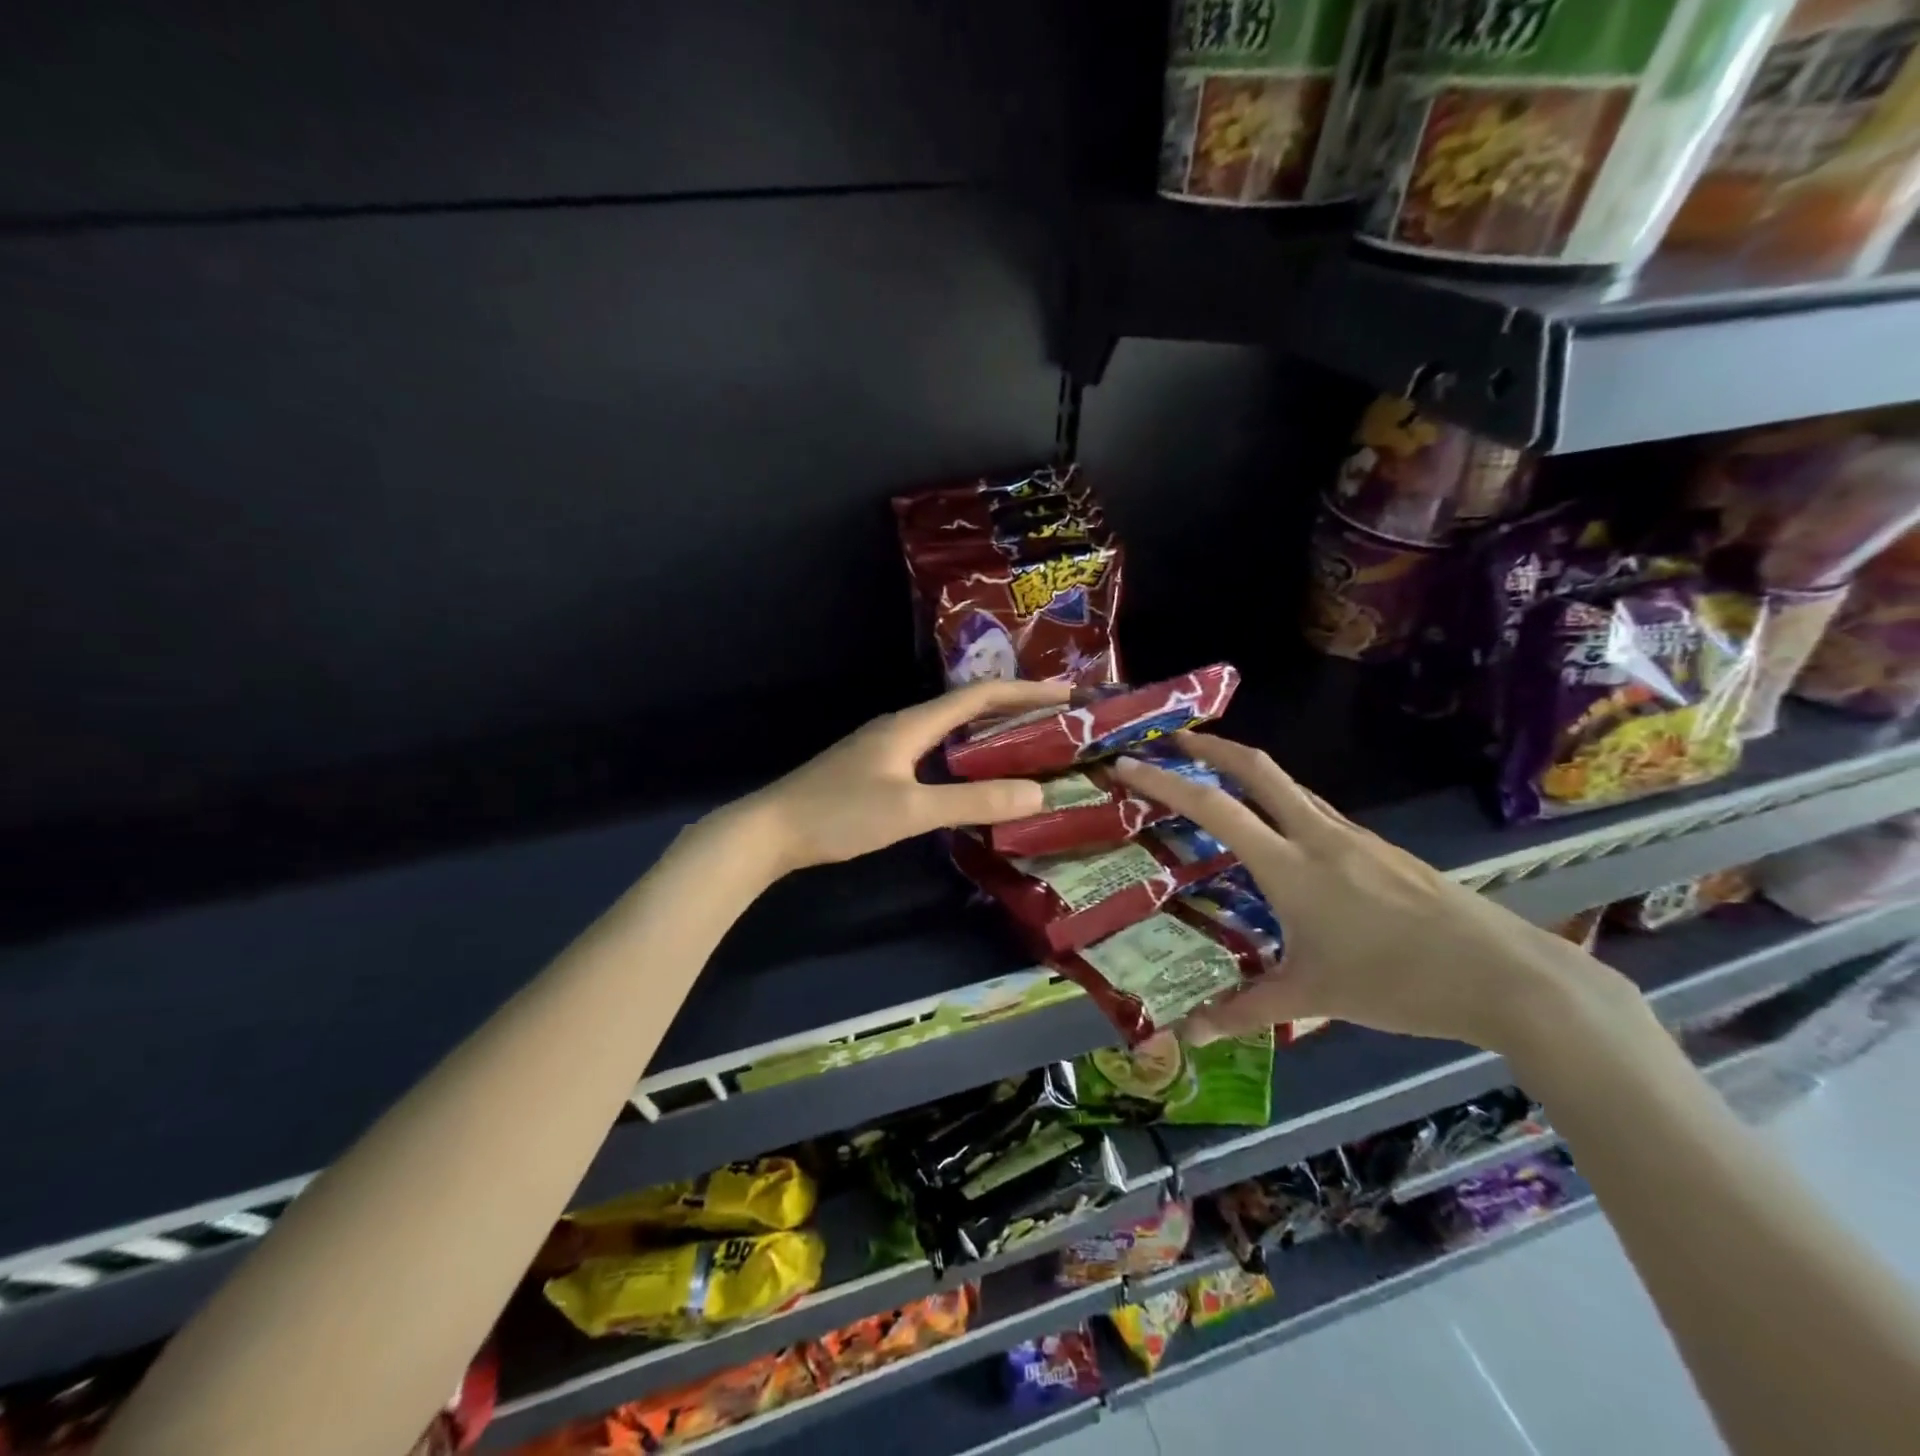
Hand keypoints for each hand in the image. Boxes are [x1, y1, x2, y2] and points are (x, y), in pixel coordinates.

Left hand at [736, 680, 1072, 873]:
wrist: (770, 831)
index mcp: (912, 724)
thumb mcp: (910, 810)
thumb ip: (972, 802)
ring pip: (950, 731)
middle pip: (967, 707)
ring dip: (990, 733)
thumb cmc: (839, 814)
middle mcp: (902, 726)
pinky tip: (975, 778)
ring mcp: (887, 748)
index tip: (1068, 695)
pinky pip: (935, 752)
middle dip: (1014, 709)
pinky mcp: (877, 769)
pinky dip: (965, 757)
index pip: (979, 696)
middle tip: (1058, 722)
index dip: (1026, 692)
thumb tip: (1036, 794)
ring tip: (1029, 745)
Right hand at [1111, 734, 1626, 1052]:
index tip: (1130, 763)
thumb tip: (1190, 1033)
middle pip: (1259, 769)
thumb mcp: (1312, 998)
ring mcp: (1356, 839)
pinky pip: (1319, 815)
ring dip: (1250, 775)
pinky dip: (1285, 807)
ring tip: (1220, 787)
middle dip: (1212, 747)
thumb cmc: (1397, 982)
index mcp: (1290, 866)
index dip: (1167, 782)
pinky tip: (1287, 842)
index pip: (1215, 809)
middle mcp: (1319, 837)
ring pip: (1291, 789)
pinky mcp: (1383, 852)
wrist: (1507, 977)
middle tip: (1176, 740)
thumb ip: (1245, 1011)